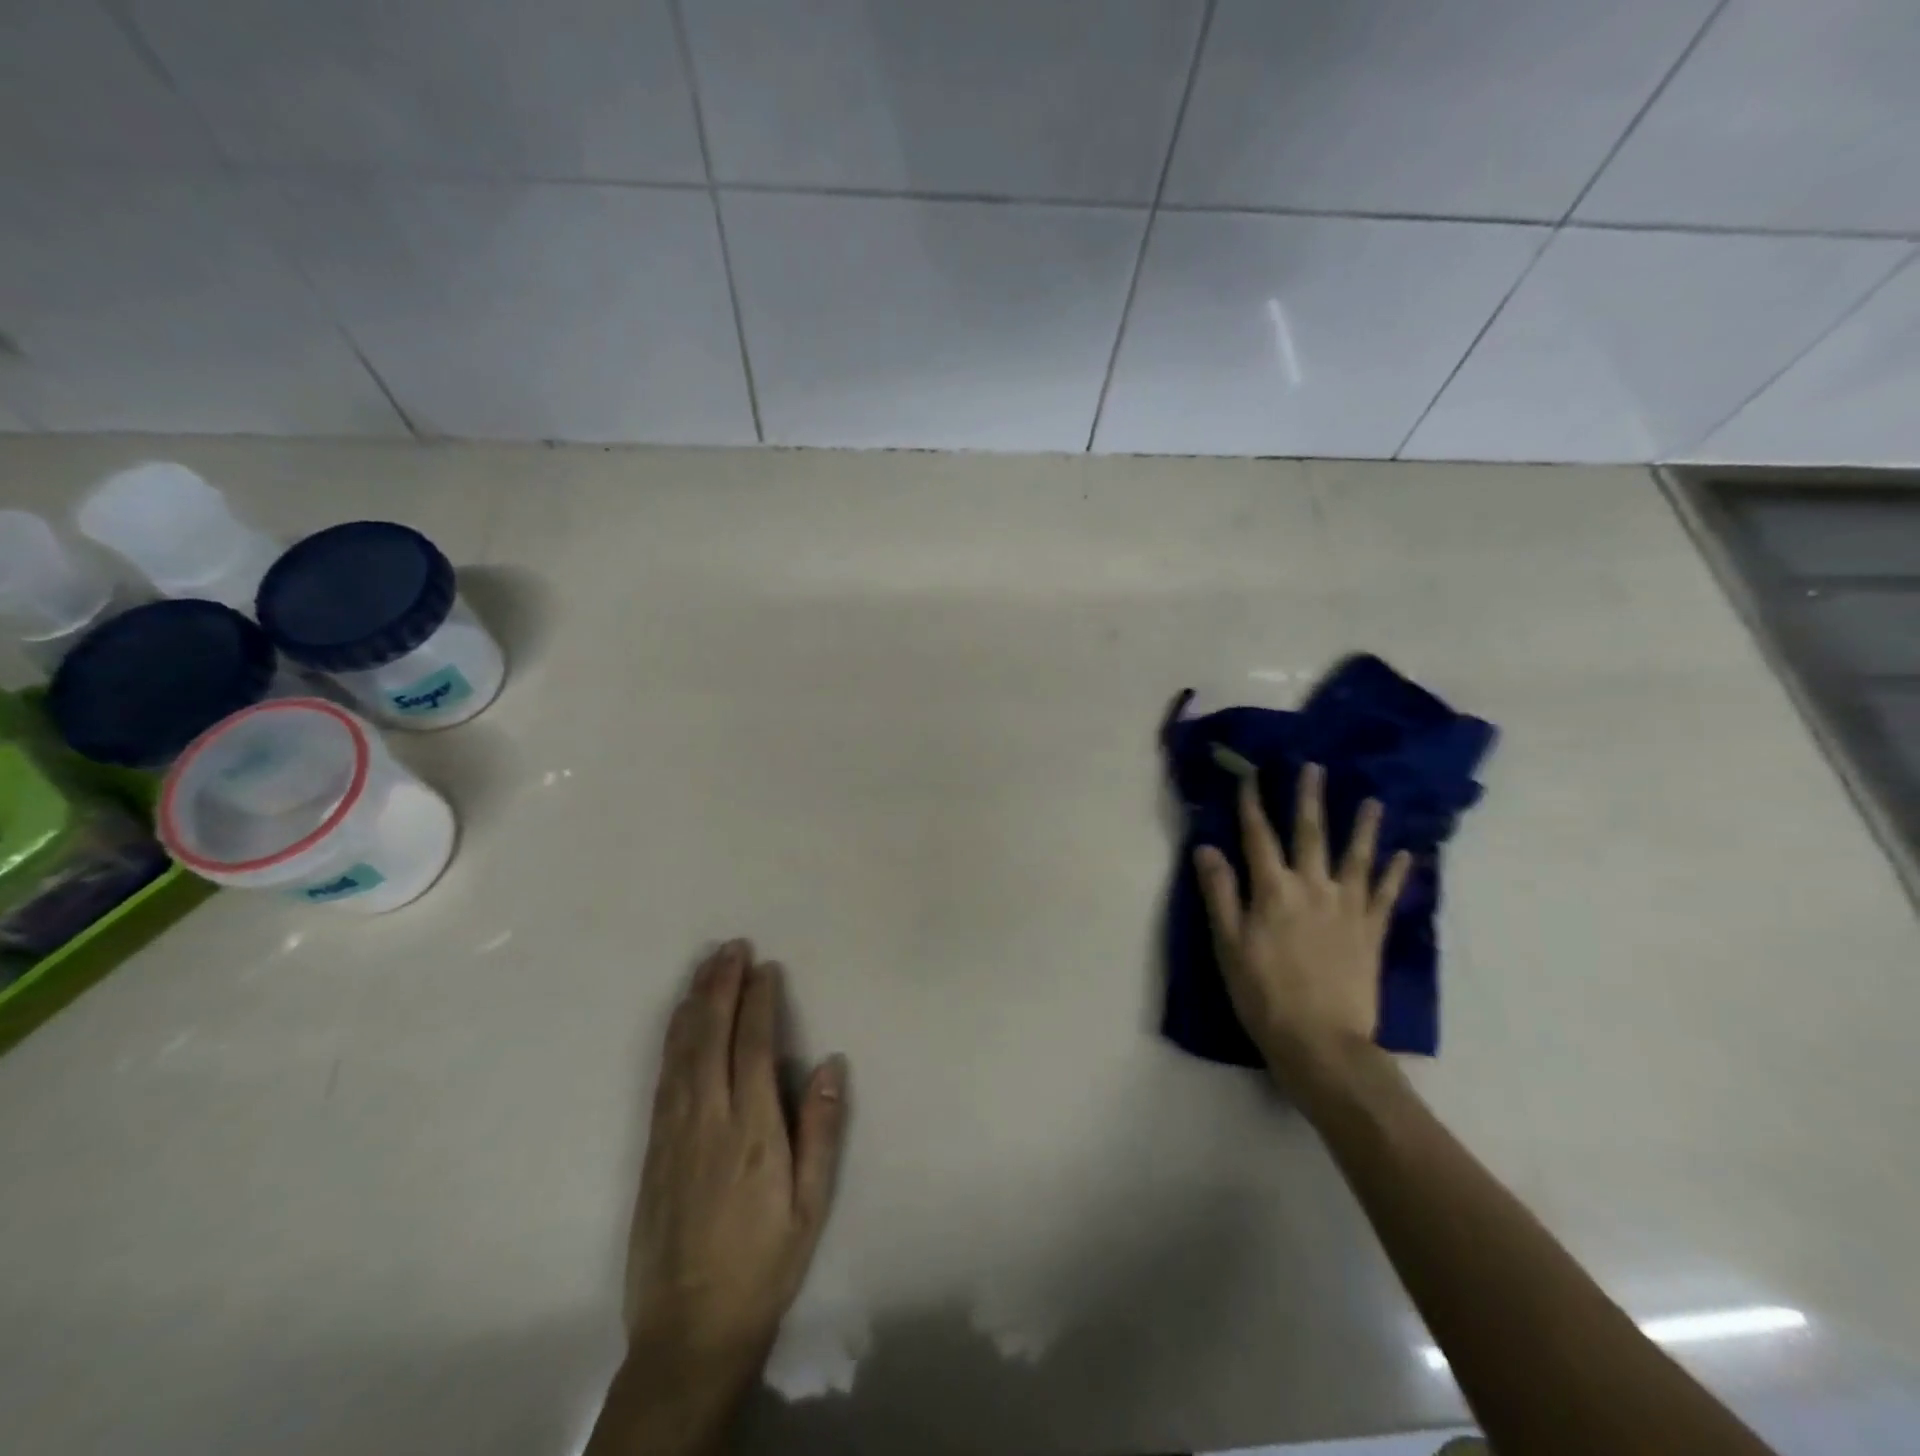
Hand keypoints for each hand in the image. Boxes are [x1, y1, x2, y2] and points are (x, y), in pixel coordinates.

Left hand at [626, 940, 847, 1375]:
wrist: (688, 1332)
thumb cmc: (763, 1264)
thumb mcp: (811, 1204)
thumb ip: (822, 1129)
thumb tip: (831, 1062)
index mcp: (753, 1131)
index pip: (755, 1047)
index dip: (759, 1002)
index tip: (766, 968)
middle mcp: (708, 1119)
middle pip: (712, 1036)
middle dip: (721, 985)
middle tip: (732, 946)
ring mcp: (674, 1131)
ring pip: (682, 1050)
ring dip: (694, 1001)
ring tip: (706, 964)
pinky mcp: (653, 1147)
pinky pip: (663, 1076)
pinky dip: (672, 1037)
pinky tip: (678, 1018)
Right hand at [1193, 763, 1410, 1095]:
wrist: (1321, 1042)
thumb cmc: (1263, 994)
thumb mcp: (1228, 944)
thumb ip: (1220, 893)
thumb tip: (1206, 848)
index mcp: (1273, 891)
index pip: (1258, 836)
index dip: (1252, 804)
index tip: (1249, 775)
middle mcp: (1313, 888)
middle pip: (1310, 834)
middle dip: (1309, 798)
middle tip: (1313, 767)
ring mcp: (1347, 909)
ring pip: (1356, 857)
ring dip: (1363, 826)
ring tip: (1371, 800)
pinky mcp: (1371, 932)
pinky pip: (1385, 895)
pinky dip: (1396, 873)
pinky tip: (1405, 855)